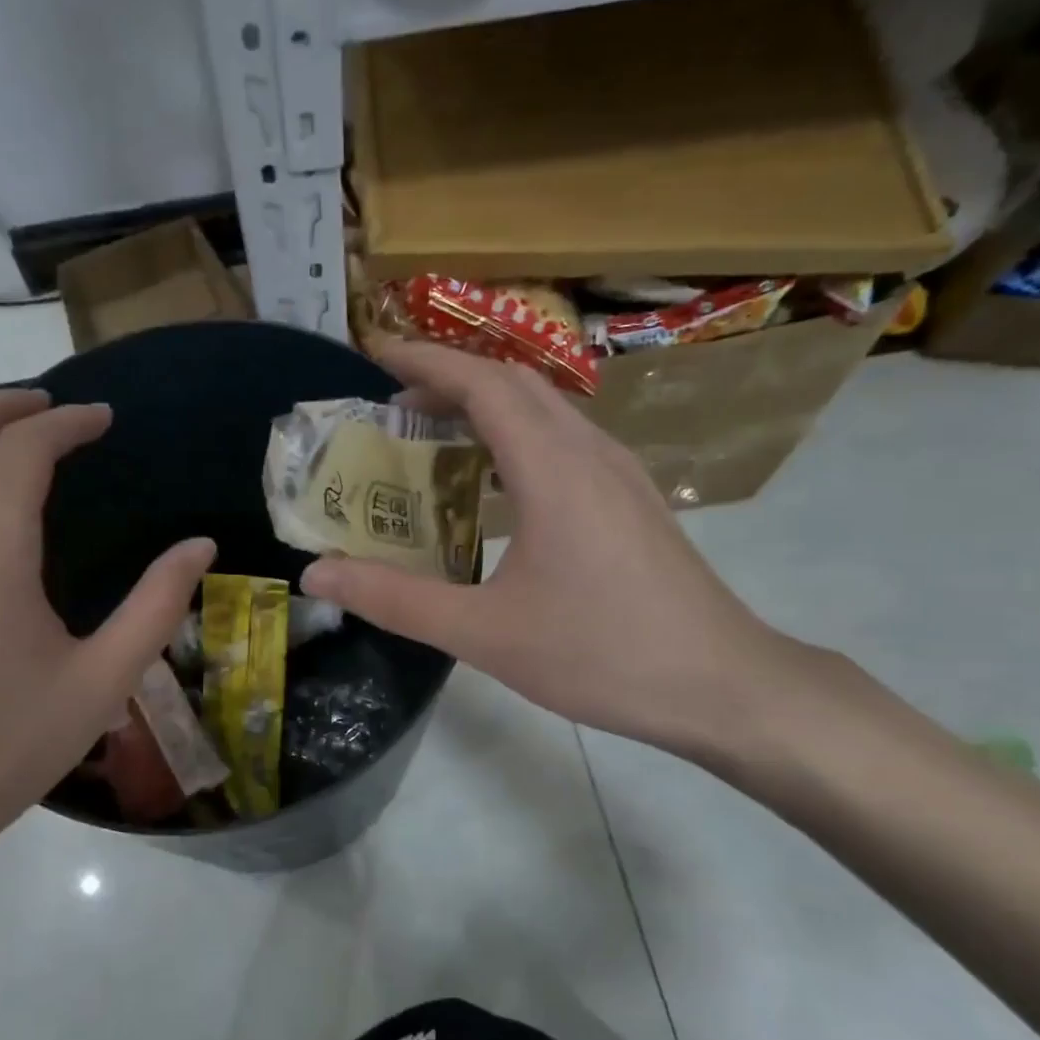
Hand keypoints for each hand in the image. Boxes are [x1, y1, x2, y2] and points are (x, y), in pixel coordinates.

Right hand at [301, 341, 792, 757]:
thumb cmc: (601, 654)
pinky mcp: (632, 499)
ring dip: (485, 404)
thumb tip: (317, 577)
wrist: (723, 685)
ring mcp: (619, 473)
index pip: (482, 383)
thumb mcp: (484, 633)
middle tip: (392, 403)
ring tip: (434, 434)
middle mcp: (589, 452)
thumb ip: (395, 600)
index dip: (424, 361)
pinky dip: (517, 435)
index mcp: (553, 468)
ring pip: (545, 409)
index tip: (373, 354)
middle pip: (514, 383)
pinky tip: (496, 481)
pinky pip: (564, 440)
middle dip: (449, 377)